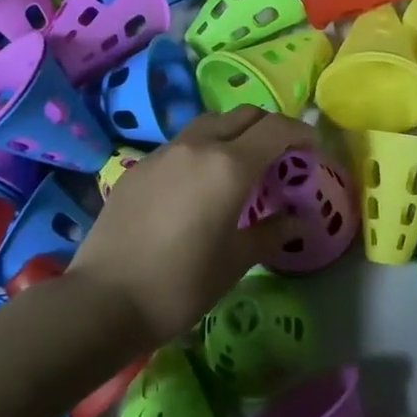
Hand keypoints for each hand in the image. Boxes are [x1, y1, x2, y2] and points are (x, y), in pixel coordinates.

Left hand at [63, 108, 311, 345]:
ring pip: (208, 125)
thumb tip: (297, 222)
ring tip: (240, 165)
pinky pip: (180, 145)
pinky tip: (198, 185)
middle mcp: (197, 147)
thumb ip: (270, 233)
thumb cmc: (181, 284)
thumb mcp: (235, 261)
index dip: (300, 133)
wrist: (103, 301)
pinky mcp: (137, 168)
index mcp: (229, 166)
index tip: (313, 149)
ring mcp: (163, 154)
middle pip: (242, 116)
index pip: (275, 129)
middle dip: (268, 127)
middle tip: (281, 154)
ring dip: (233, 133)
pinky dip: (202, 150)